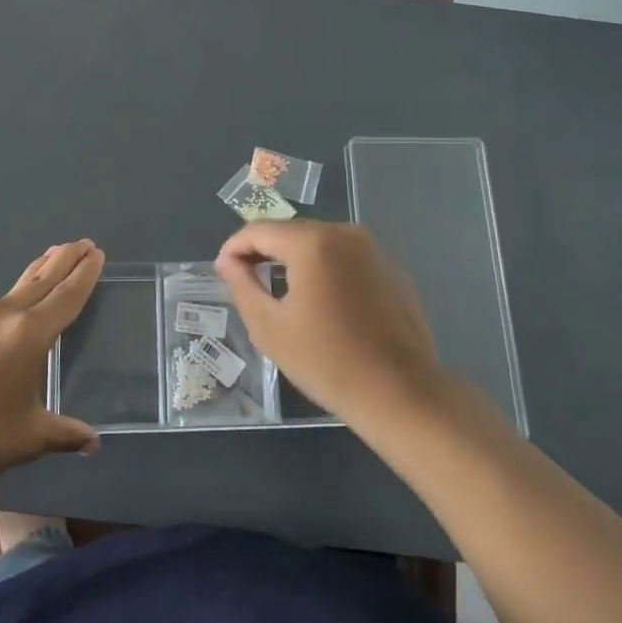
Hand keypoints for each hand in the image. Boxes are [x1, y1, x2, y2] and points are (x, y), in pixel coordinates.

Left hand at [0, 240, 104, 500]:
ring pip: (14, 291)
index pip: (66, 296)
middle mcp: (2, 317)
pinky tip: (8, 317)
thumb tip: (93, 442)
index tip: (96, 253)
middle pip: (40, 280)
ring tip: (49, 264)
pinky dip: (10, 301)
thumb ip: (64, 434)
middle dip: (63, 260)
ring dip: (35, 276)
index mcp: (28, 335)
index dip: (84, 274)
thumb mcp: (27, 439)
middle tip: (82, 243)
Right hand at [215, 220, 446, 428]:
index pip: (259, 230)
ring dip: (294, 261)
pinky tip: (320, 303)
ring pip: (320, 244)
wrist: (400, 393)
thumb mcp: (269, 326)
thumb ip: (242, 285)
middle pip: (291, 232)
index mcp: (313, 242)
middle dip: (263, 252)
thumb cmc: (326, 361)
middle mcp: (345, 233)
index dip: (234, 247)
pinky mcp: (392, 270)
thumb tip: (228, 262)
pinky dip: (325, 271)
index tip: (221, 271)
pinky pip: (346, 259)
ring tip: (277, 292)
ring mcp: (374, 250)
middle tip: (245, 282)